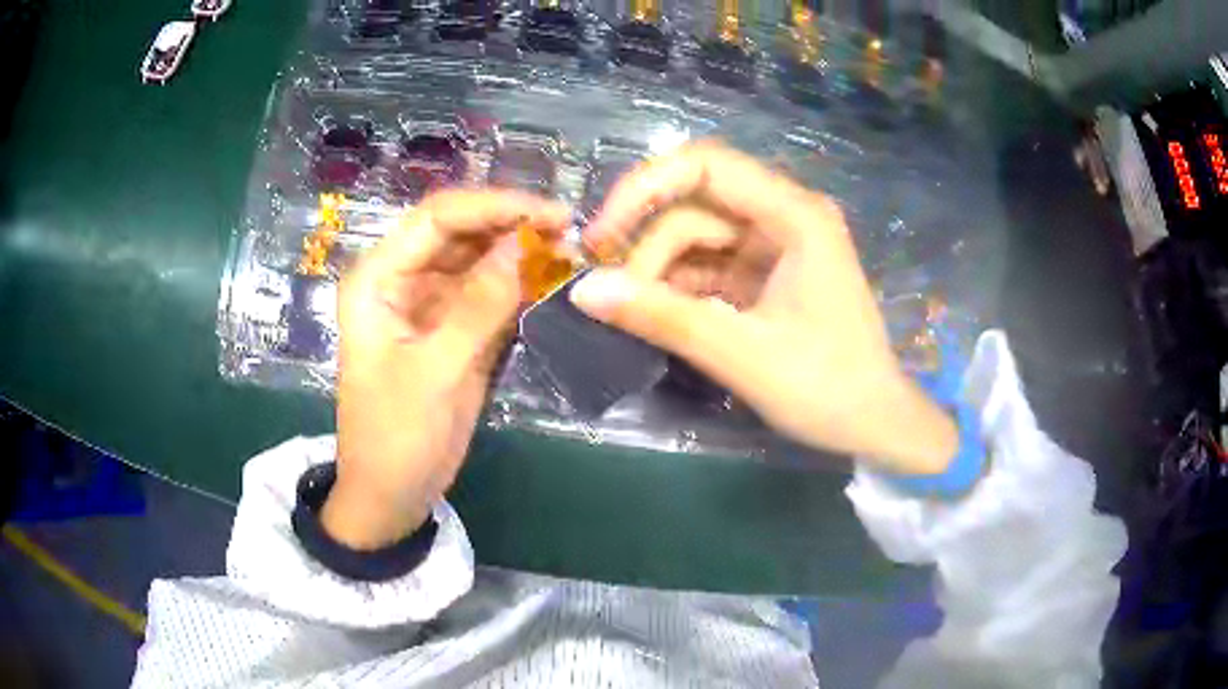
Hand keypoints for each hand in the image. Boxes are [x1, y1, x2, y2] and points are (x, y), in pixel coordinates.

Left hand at [323, 190, 568, 548]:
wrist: (391, 493)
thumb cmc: (395, 436)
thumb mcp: (434, 372)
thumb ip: (479, 306)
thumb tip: (527, 244)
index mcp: (378, 278)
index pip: (438, 218)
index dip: (495, 207)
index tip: (552, 214)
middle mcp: (402, 279)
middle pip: (461, 231)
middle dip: (513, 225)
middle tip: (571, 232)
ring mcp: (430, 303)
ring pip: (480, 259)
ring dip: (521, 253)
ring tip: (571, 252)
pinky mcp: (454, 329)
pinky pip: (490, 294)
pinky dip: (521, 286)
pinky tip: (554, 282)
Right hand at [574, 143, 956, 474]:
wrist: (875, 425)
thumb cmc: (825, 388)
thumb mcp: (741, 353)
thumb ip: (662, 317)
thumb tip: (583, 292)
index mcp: (794, 215)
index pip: (705, 166)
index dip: (644, 187)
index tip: (602, 234)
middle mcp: (785, 216)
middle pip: (696, 204)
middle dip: (648, 243)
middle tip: (607, 293)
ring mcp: (777, 246)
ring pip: (698, 236)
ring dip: (659, 270)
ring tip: (629, 312)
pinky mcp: (767, 275)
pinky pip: (710, 266)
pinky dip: (679, 287)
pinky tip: (655, 313)